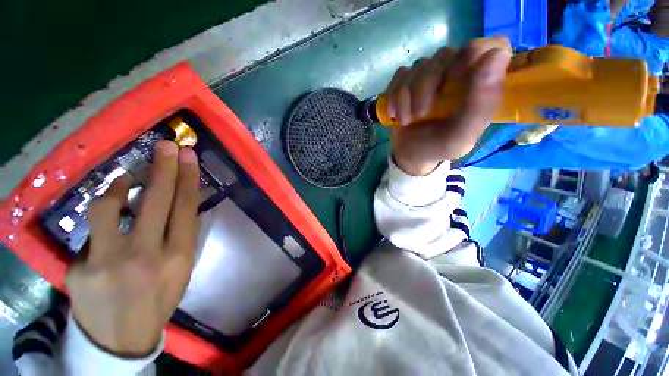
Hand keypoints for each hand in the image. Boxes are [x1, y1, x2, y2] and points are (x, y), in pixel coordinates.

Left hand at [66, 141, 199, 356]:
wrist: (122, 337)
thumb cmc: (159, 298)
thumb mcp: (183, 270)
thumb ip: (182, 237)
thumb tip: (182, 205)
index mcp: (178, 256)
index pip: (186, 207)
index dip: (187, 178)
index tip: (189, 157)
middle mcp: (146, 255)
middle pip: (155, 201)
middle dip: (162, 168)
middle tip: (167, 145)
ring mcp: (107, 262)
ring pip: (109, 208)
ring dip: (118, 186)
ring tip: (125, 177)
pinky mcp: (79, 268)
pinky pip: (90, 232)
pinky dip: (101, 216)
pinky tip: (107, 214)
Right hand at [383, 36, 511, 174]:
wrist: (410, 156)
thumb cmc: (438, 147)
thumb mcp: (461, 136)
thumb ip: (481, 104)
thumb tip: (496, 54)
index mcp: (479, 84)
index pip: (492, 46)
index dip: (475, 55)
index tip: (458, 81)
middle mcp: (457, 73)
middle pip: (445, 55)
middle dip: (427, 86)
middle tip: (420, 114)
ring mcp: (430, 75)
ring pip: (419, 65)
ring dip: (406, 96)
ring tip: (405, 120)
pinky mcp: (409, 81)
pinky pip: (400, 75)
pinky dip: (394, 95)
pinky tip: (394, 114)